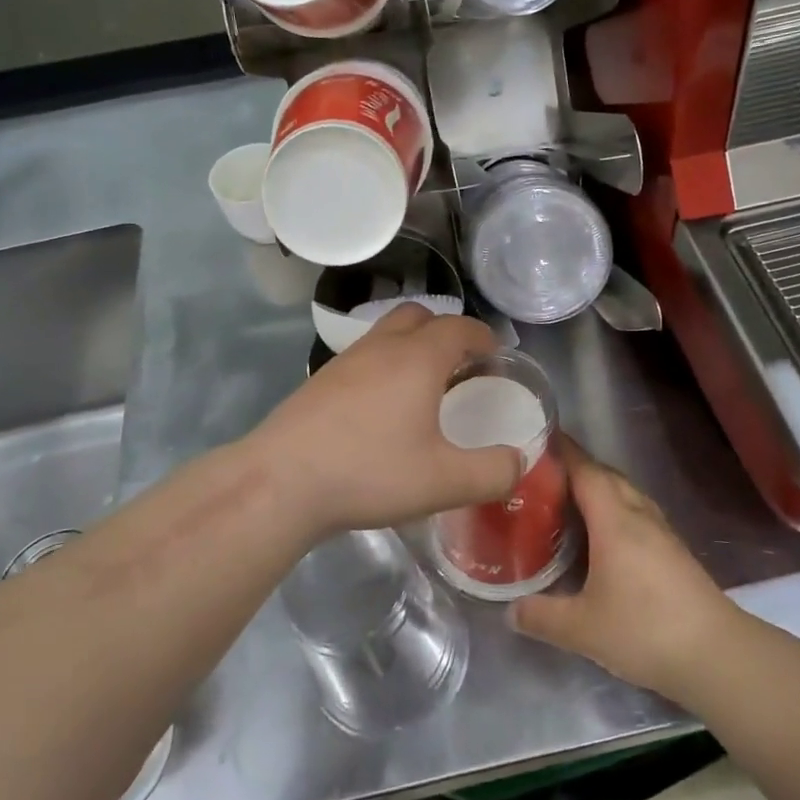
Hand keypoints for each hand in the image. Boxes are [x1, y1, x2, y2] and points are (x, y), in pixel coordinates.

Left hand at [243, 305, 523, 538]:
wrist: (281, 482)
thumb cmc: (370, 473)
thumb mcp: (444, 482)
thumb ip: (492, 472)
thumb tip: (518, 461)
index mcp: (417, 358)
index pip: (459, 327)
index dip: (483, 337)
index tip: (495, 356)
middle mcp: (380, 347)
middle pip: (418, 316)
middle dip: (444, 332)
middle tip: (459, 366)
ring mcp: (344, 362)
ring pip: (385, 334)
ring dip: (410, 348)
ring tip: (422, 388)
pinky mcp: (319, 382)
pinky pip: (362, 358)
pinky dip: (382, 368)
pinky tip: (380, 410)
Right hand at [511, 438, 738, 699]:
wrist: (717, 655)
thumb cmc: (645, 630)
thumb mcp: (582, 628)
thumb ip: (541, 616)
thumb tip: (510, 610)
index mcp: (615, 520)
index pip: (585, 470)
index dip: (562, 452)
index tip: (535, 439)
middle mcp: (639, 516)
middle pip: (606, 477)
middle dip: (576, 468)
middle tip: (541, 474)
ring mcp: (662, 533)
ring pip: (625, 495)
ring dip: (598, 489)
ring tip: (567, 500)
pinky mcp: (674, 553)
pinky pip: (637, 514)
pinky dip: (614, 511)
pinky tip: (603, 536)